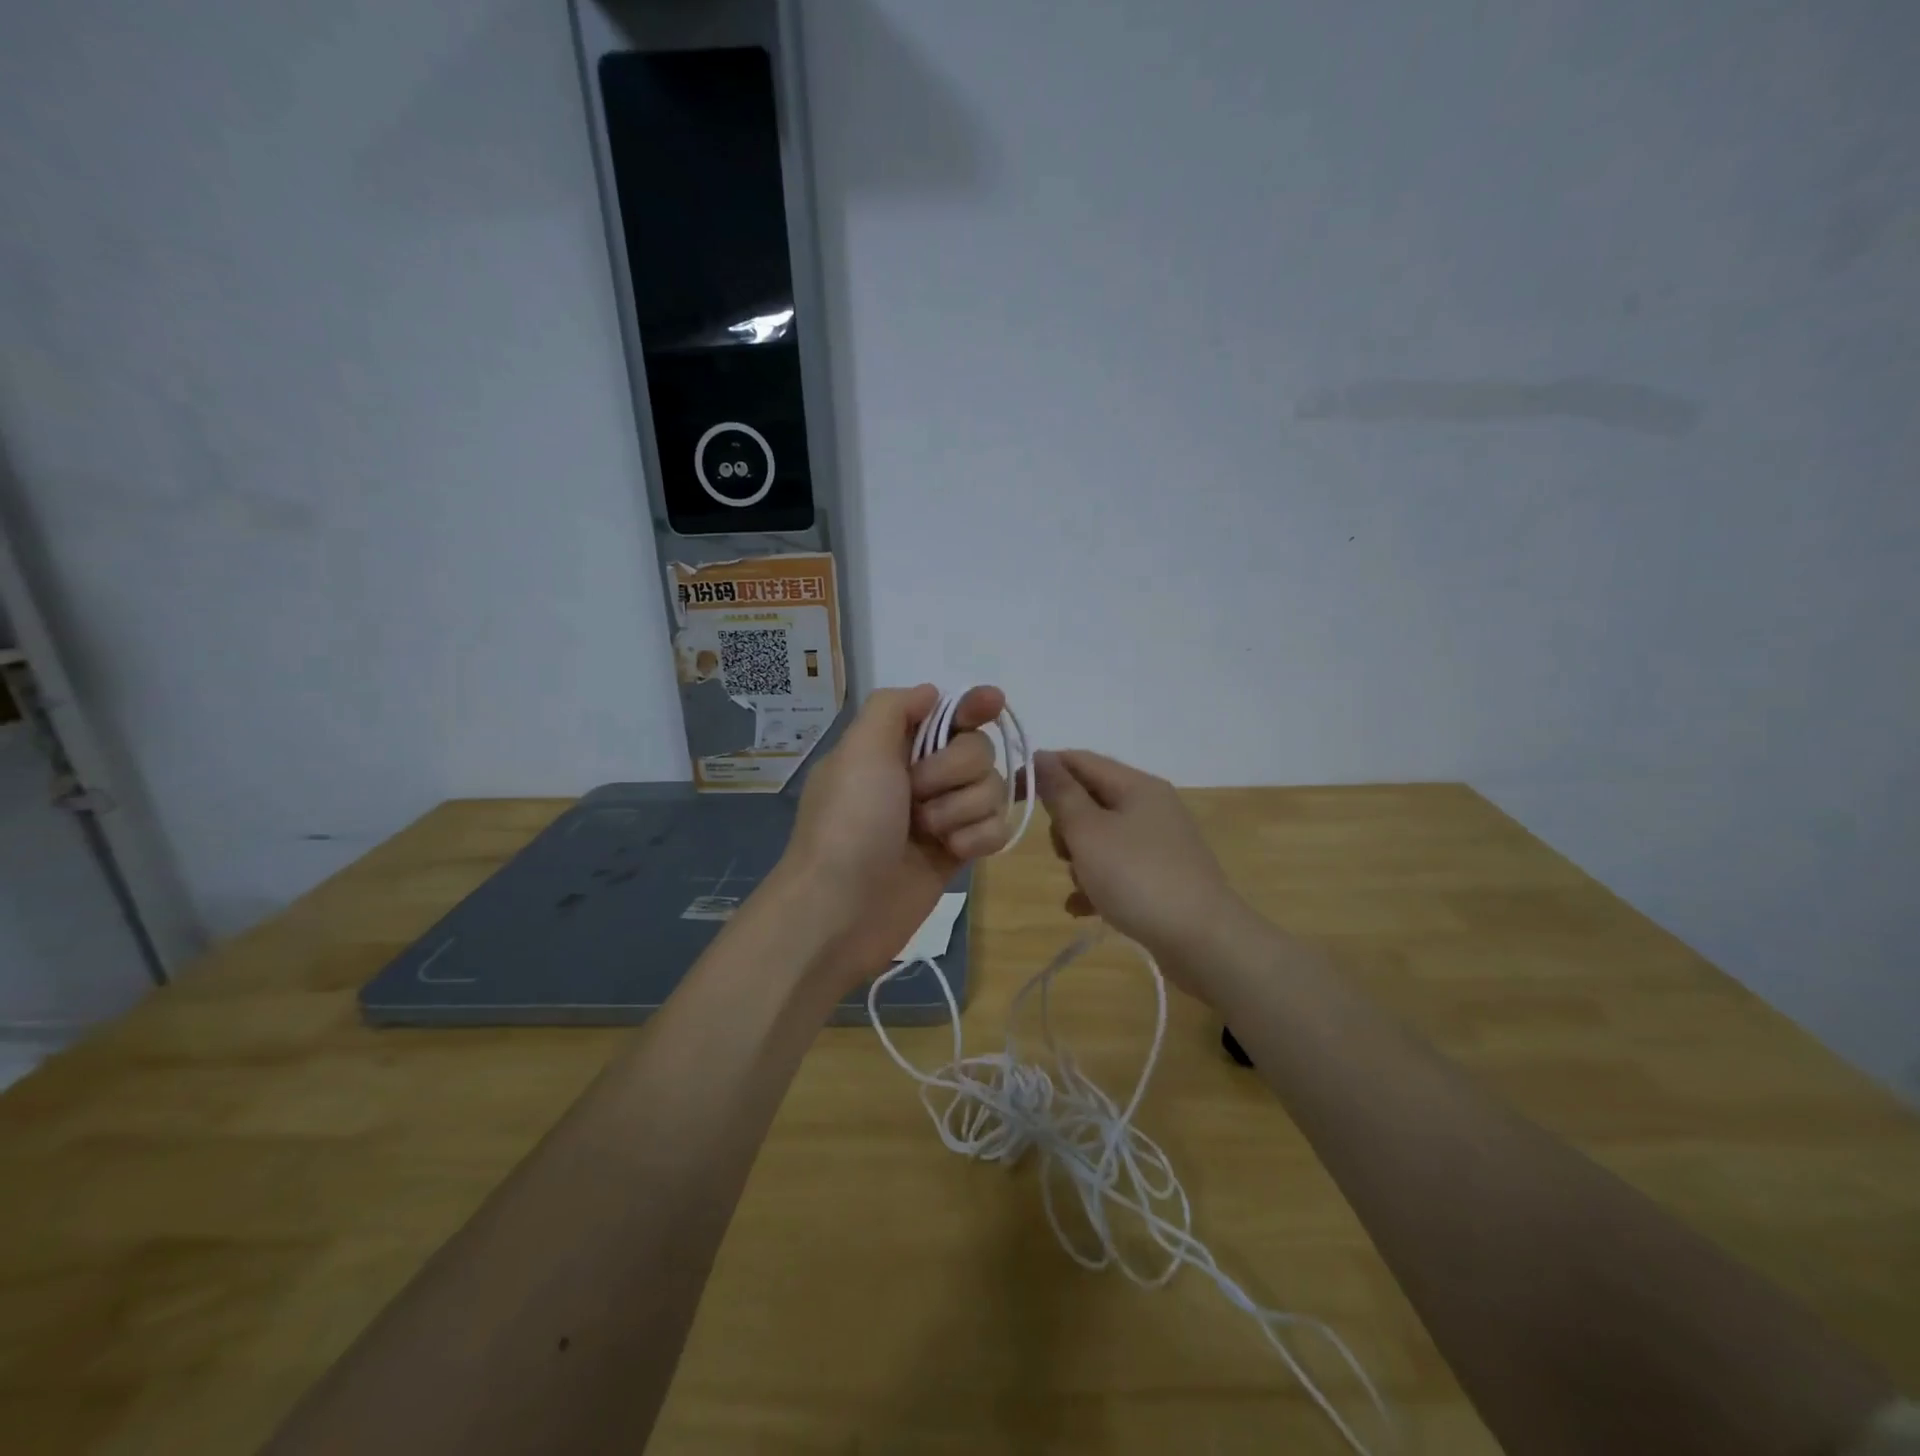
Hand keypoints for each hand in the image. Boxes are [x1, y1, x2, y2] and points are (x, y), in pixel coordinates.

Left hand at [778, 684, 1013, 992]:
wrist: (841, 909)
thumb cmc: (849, 822)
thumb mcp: (859, 749)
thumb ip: (894, 708)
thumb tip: (931, 693)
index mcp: (893, 746)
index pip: (947, 713)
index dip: (973, 706)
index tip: (993, 703)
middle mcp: (920, 775)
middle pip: (978, 750)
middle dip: (954, 771)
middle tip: (916, 794)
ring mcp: (941, 814)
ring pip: (992, 789)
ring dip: (962, 809)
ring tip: (927, 833)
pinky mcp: (957, 851)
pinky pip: (996, 828)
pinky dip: (978, 838)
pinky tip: (952, 853)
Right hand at [1034, 749, 1253, 978]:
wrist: (1203, 941)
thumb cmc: (1138, 878)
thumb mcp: (1089, 832)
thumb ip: (1062, 794)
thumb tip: (1043, 756)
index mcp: (1137, 785)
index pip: (1079, 760)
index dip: (1043, 771)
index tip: (1013, 795)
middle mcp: (1151, 807)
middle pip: (1089, 800)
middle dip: (1065, 825)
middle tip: (1064, 852)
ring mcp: (1159, 843)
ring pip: (1100, 838)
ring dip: (1079, 860)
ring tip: (1081, 886)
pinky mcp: (1162, 877)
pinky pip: (1116, 869)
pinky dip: (1096, 883)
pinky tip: (1081, 909)